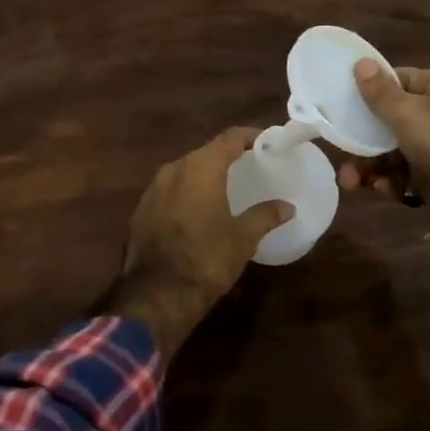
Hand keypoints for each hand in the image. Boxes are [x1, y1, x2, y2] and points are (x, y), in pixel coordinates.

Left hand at [108, 128, 292, 356]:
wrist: (157, 294)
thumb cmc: (206, 259)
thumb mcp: (243, 238)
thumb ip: (265, 216)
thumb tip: (287, 207)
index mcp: (201, 167)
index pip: (230, 138)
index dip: (251, 136)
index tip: (268, 142)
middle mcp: (174, 168)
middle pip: (206, 152)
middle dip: (228, 155)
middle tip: (250, 164)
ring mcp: (153, 188)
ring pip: (185, 170)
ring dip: (205, 174)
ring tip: (226, 186)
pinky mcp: (141, 208)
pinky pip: (170, 189)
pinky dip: (187, 192)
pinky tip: (198, 209)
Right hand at [337, 62, 429, 222]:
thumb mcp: (408, 112)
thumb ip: (379, 92)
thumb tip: (360, 62)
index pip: (396, 79)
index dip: (369, 90)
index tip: (340, 101)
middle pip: (389, 119)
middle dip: (362, 137)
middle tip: (339, 148)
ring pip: (391, 151)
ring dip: (369, 165)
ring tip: (350, 181)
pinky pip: (401, 176)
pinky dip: (388, 182)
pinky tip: (379, 190)